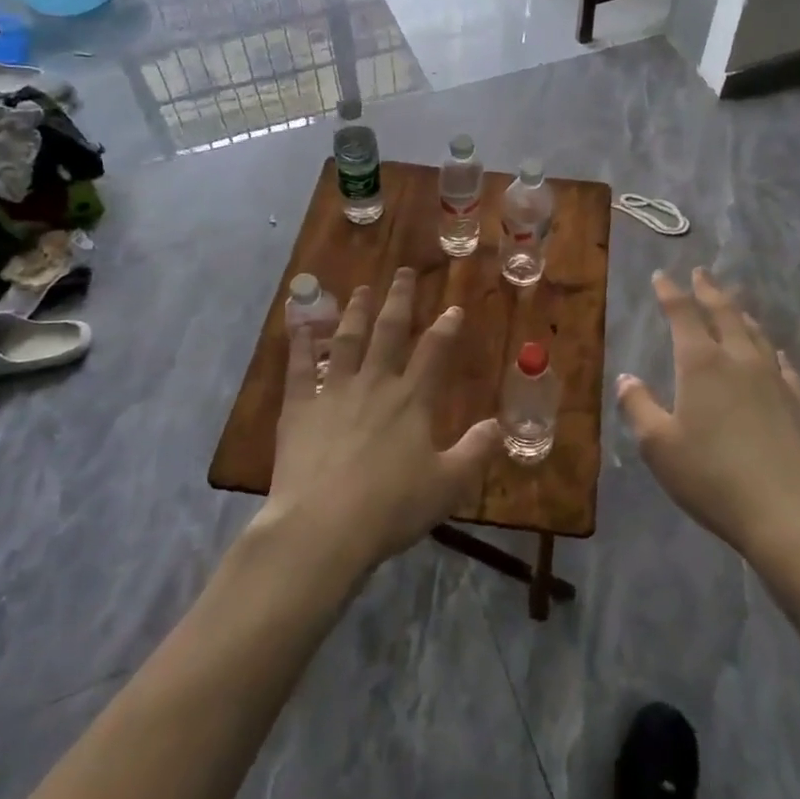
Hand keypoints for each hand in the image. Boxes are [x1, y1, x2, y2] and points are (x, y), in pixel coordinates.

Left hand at [263, 267, 501, 576]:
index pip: (435, 352)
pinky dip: (300, 343)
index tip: (454, 308)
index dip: (446, 327)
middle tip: (403, 272)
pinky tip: (300, 324)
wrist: (323, 526)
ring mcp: (333, 391)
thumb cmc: (391, 507)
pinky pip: (299, 367)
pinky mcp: (299, 407)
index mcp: (412, 400)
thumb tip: (500, 425)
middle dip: (399, 299)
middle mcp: (374, 383)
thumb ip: (475, 451)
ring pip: (347, 339)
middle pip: (389, 331)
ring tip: (361, 289)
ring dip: (356, 311)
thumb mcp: (447, 485)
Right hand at [617, 268, 799, 568]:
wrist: (792, 513)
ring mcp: (775, 380)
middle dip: (709, 291)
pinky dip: (772, 351)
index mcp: (701, 364)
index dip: (670, 292)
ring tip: (734, 305)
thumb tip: (626, 379)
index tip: (661, 275)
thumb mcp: (659, 446)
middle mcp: (740, 360)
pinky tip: (775, 354)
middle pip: (725, 314)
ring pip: (756, 334)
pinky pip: (782, 365)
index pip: (682, 314)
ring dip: (741, 314)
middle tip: (701, 273)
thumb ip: (638, 408)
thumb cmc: (713, 477)